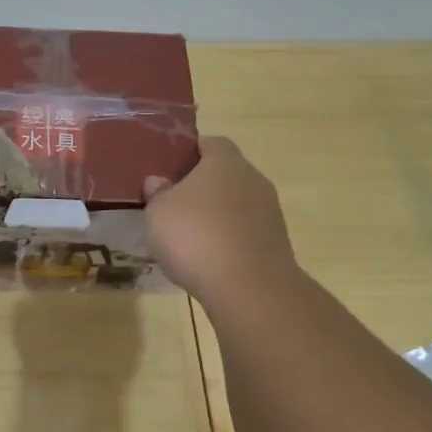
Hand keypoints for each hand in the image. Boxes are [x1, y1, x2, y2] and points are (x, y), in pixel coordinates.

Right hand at [145, 137, 299, 302]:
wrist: (249, 289)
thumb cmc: (196, 236)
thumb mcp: (158, 211)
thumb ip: (157, 192)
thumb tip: (159, 181)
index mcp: (225, 161)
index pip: (209, 142)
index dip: (188, 152)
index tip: (167, 169)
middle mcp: (253, 179)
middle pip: (224, 174)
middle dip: (200, 186)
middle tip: (172, 203)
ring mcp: (269, 212)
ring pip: (235, 204)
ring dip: (215, 215)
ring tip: (188, 236)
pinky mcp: (274, 243)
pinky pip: (244, 232)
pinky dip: (227, 240)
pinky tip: (208, 258)